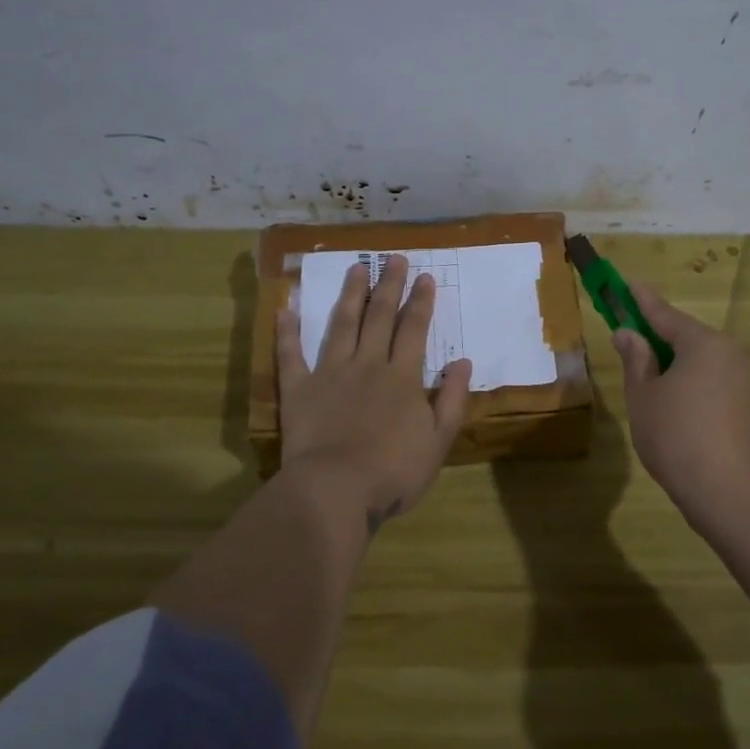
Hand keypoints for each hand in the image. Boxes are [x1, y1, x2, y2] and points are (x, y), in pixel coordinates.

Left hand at [277, 255, 471, 531]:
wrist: (335, 491)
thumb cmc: (393, 472)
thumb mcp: (439, 441)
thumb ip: (452, 399)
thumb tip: (463, 362)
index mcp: (402, 377)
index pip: (414, 329)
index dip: (420, 301)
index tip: (424, 276)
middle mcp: (367, 364)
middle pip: (379, 316)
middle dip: (389, 285)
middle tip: (393, 258)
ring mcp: (330, 373)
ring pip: (341, 324)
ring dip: (350, 294)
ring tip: (356, 267)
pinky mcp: (298, 390)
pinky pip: (290, 355)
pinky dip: (287, 331)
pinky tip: (286, 308)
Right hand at [612, 285, 749, 527]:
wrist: (731, 495)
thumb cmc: (676, 437)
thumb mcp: (644, 396)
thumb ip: (636, 360)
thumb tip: (628, 333)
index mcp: (703, 343)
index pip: (665, 314)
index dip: (642, 301)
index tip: (629, 284)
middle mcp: (730, 353)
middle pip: (687, 337)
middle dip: (658, 337)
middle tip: (631, 338)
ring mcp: (746, 380)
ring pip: (702, 361)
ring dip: (676, 364)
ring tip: (649, 379)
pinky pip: (715, 381)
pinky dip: (693, 383)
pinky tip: (676, 404)